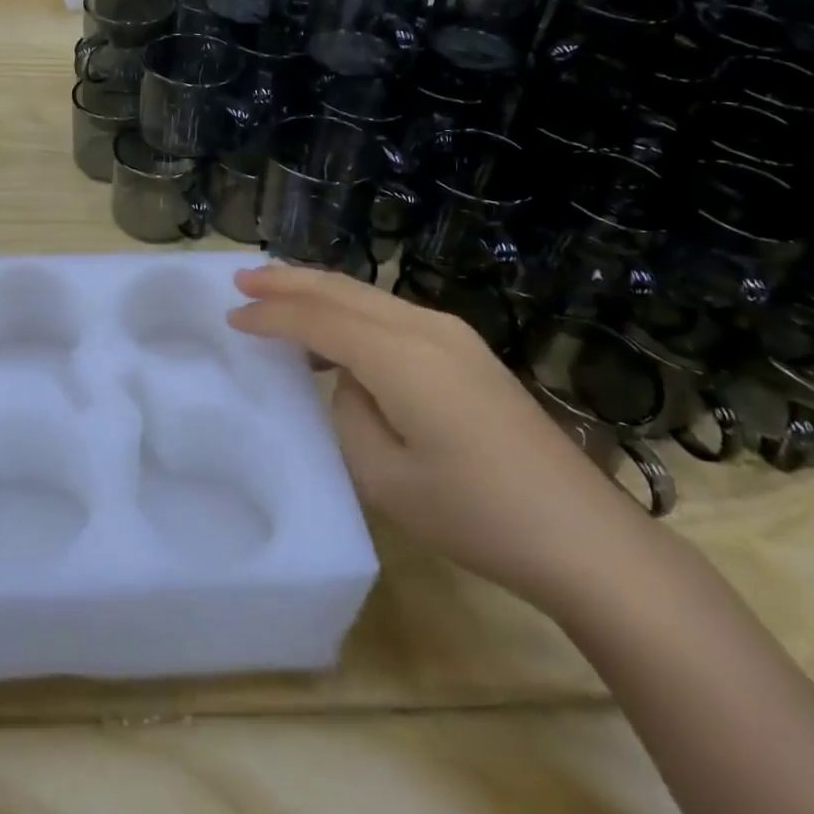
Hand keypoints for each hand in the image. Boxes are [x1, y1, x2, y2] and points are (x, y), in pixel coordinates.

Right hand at [227, 263, 656, 609]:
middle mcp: (425, 327)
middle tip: (242, 276)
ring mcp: (452, 335)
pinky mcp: (466, 351)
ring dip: (320, 293)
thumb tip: (350, 381)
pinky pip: (391, 315)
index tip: (231, 314)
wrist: (583, 536)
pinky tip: (336, 335)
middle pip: (343, 289)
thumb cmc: (476, 513)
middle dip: (289, 280)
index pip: (318, 319)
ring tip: (276, 295)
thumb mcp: (385, 476)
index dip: (271, 314)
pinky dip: (351, 313)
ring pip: (368, 296)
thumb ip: (349, 411)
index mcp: (400, 354)